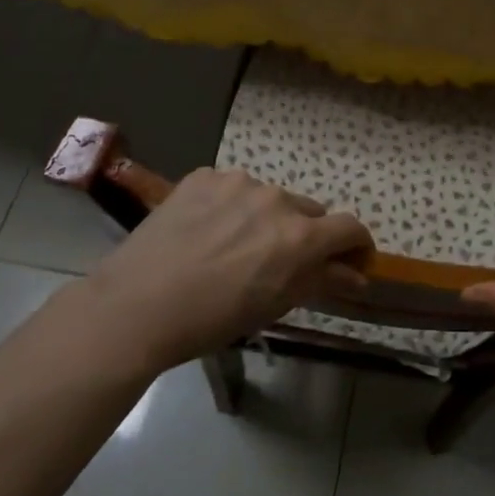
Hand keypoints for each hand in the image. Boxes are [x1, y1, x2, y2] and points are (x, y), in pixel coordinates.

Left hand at [84, 168, 371, 372]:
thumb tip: (358, 276)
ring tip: (232, 246)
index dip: (355, 244)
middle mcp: (276, 199)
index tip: (350, 259)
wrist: (136, 306)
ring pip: (269, 198)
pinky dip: (229, 206)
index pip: (349, 227)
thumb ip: (322, 282)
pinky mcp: (204, 176)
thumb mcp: (274, 306)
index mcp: (299, 236)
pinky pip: (231, 188)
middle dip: (305, 234)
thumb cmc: (212, 319)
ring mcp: (237, 182)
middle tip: (278, 261)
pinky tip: (205, 231)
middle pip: (308, 211)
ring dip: (265, 217)